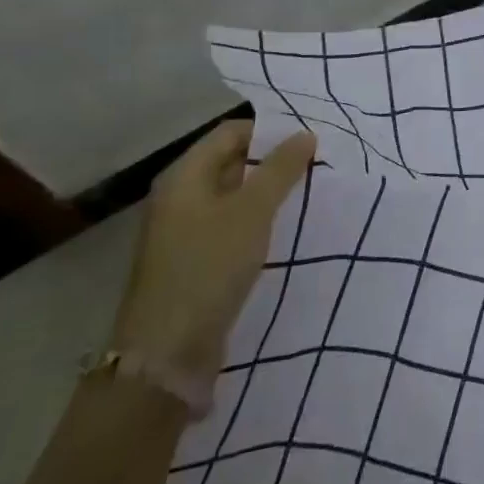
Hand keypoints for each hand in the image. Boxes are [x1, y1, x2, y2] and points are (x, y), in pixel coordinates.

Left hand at [110, 120, 316, 383]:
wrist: (168, 351)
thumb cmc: (209, 266)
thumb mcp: (252, 211)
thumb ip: (281, 169)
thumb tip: (305, 134)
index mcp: (184, 176)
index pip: (230, 132)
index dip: (270, 132)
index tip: (309, 142)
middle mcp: (179, 196)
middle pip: (230, 162)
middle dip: (272, 162)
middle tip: (315, 167)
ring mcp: (183, 231)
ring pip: (233, 196)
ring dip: (267, 193)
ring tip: (306, 195)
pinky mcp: (193, 260)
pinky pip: (230, 225)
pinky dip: (256, 221)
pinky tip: (282, 230)